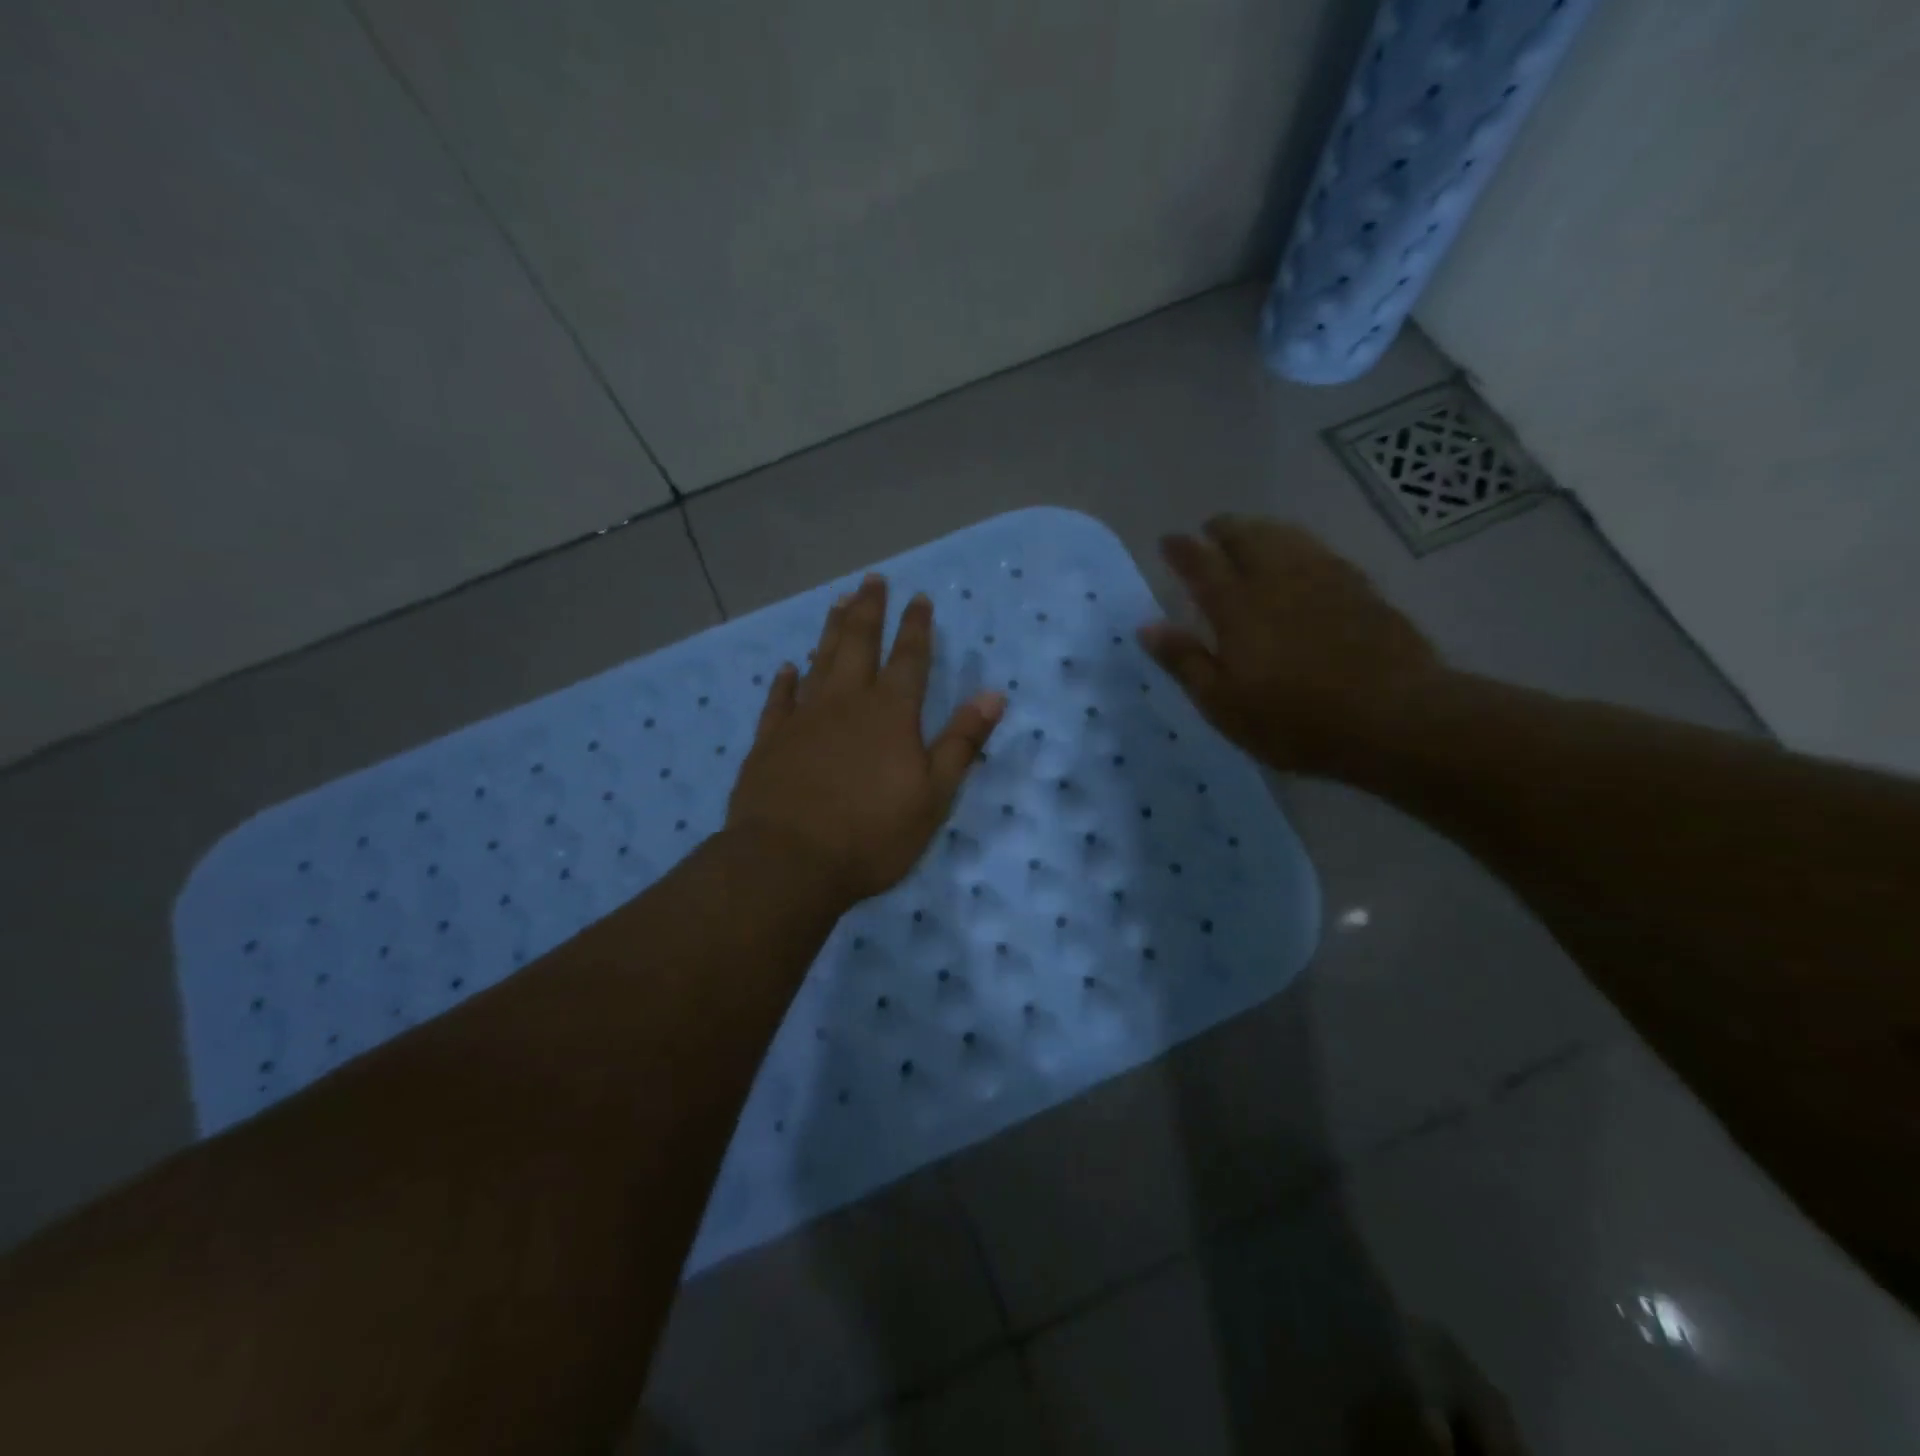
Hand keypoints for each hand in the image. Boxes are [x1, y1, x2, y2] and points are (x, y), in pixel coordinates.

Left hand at [727, 574, 1005, 905]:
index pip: (909, 658)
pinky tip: (787, 667)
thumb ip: (962, 742)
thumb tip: (993, 694)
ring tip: (838, 602)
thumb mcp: (934, 795)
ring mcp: (803, 718)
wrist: (788, 862)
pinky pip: (778, 700)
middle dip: (869, 610)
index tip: (919, 597)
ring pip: (819, 661)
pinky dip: (784, 680)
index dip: (916, 626)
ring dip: (831, 630)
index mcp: (890, 714)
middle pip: (859, 644)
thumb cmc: (872, 834)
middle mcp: (846, 703)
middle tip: (872, 579)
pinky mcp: (770, 741)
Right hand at [1139, 517, 1442, 776]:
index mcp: (1237, 607)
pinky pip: (1320, 551)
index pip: (1201, 564)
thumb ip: (1185, 661)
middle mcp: (1278, 579)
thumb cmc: (1294, 719)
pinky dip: (1300, 544)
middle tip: (1211, 528)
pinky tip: (1303, 556)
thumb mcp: (1223, 703)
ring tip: (1252, 532)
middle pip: (1247, 537)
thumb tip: (1147, 626)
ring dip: (1262, 529)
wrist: (1392, 716)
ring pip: (1287, 536)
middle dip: (1224, 529)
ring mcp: (1324, 578)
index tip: (1169, 540)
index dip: (1182, 549)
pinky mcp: (1360, 588)